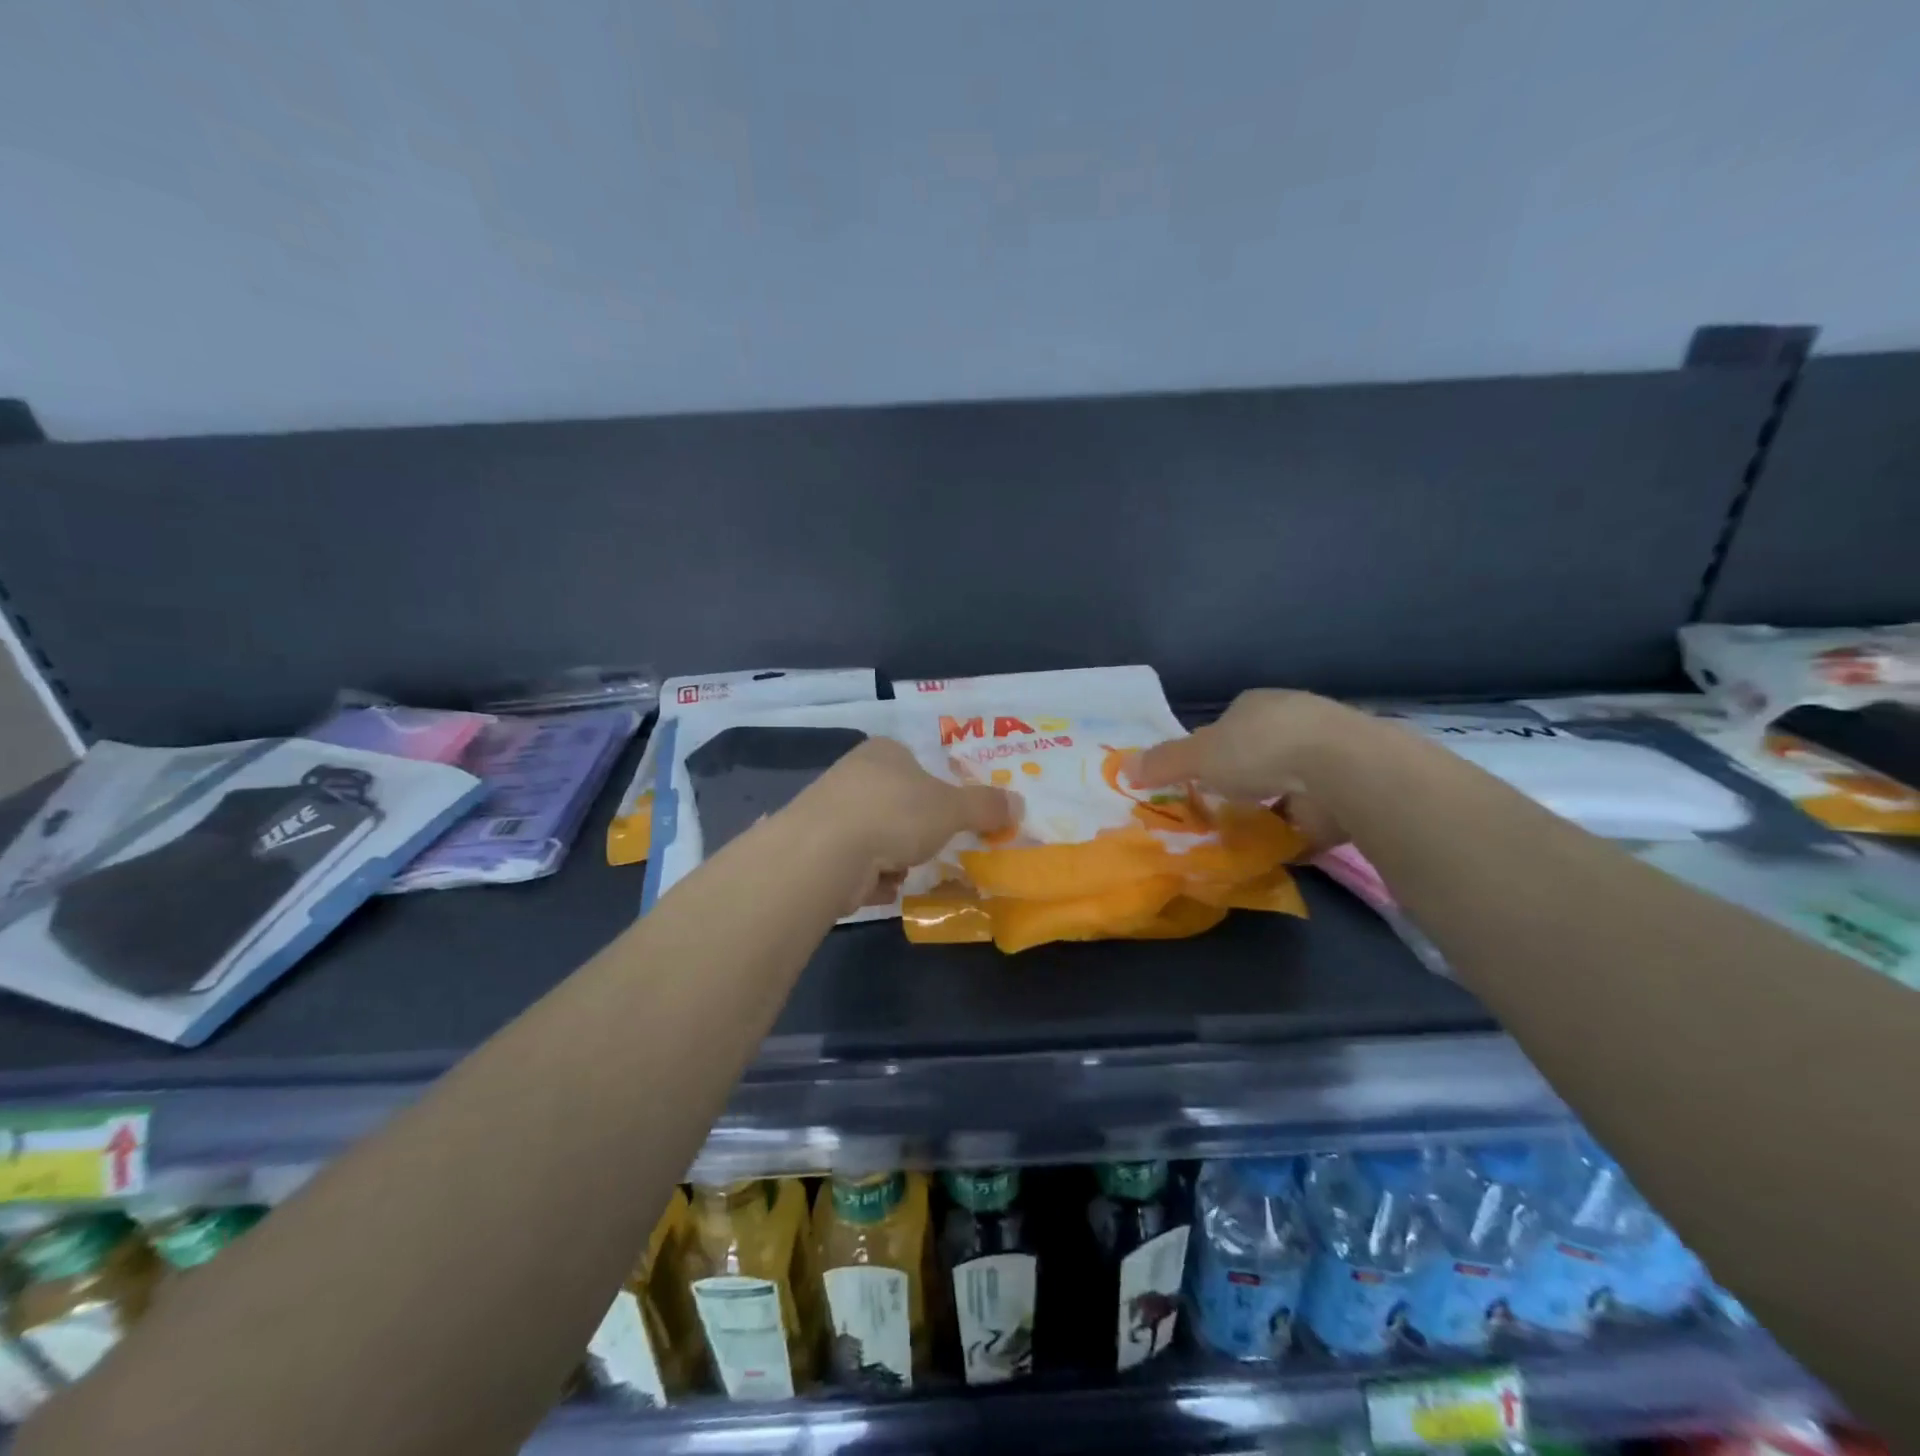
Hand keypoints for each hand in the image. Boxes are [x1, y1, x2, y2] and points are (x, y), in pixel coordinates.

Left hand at [789, 738, 1017, 907]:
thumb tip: (1018, 804)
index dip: (935, 791)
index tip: (948, 817)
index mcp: (884, 752)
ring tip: (901, 870)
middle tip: (928, 846)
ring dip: (893, 858)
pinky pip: (855, 864)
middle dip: (914, 831)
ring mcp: (829, 811)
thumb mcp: (953, 808)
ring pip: (876, 836)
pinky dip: (869, 878)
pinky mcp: (815, 849)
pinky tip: (876, 885)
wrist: (826, 852)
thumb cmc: (896, 814)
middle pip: (895, 803)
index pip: (915, 763)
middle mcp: (852, 774)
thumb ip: (985, 806)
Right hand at [1132, 690, 1366, 849]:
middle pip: (1257, 752)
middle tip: (1220, 807)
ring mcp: (1326, 755)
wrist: (1341, 769)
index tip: (1197, 777)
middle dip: (1241, 777)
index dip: (1209, 749)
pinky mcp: (1348, 789)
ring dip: (1270, 804)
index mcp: (1256, 705)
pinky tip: (1279, 847)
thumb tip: (1121, 766)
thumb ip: (1162, 762)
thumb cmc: (1260, 749)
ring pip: (1286, 782)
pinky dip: (1296, 829)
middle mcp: (1293, 722)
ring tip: (1245, 833)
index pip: (1226, 724)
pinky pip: (1312, 812)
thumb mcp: (1198, 756)